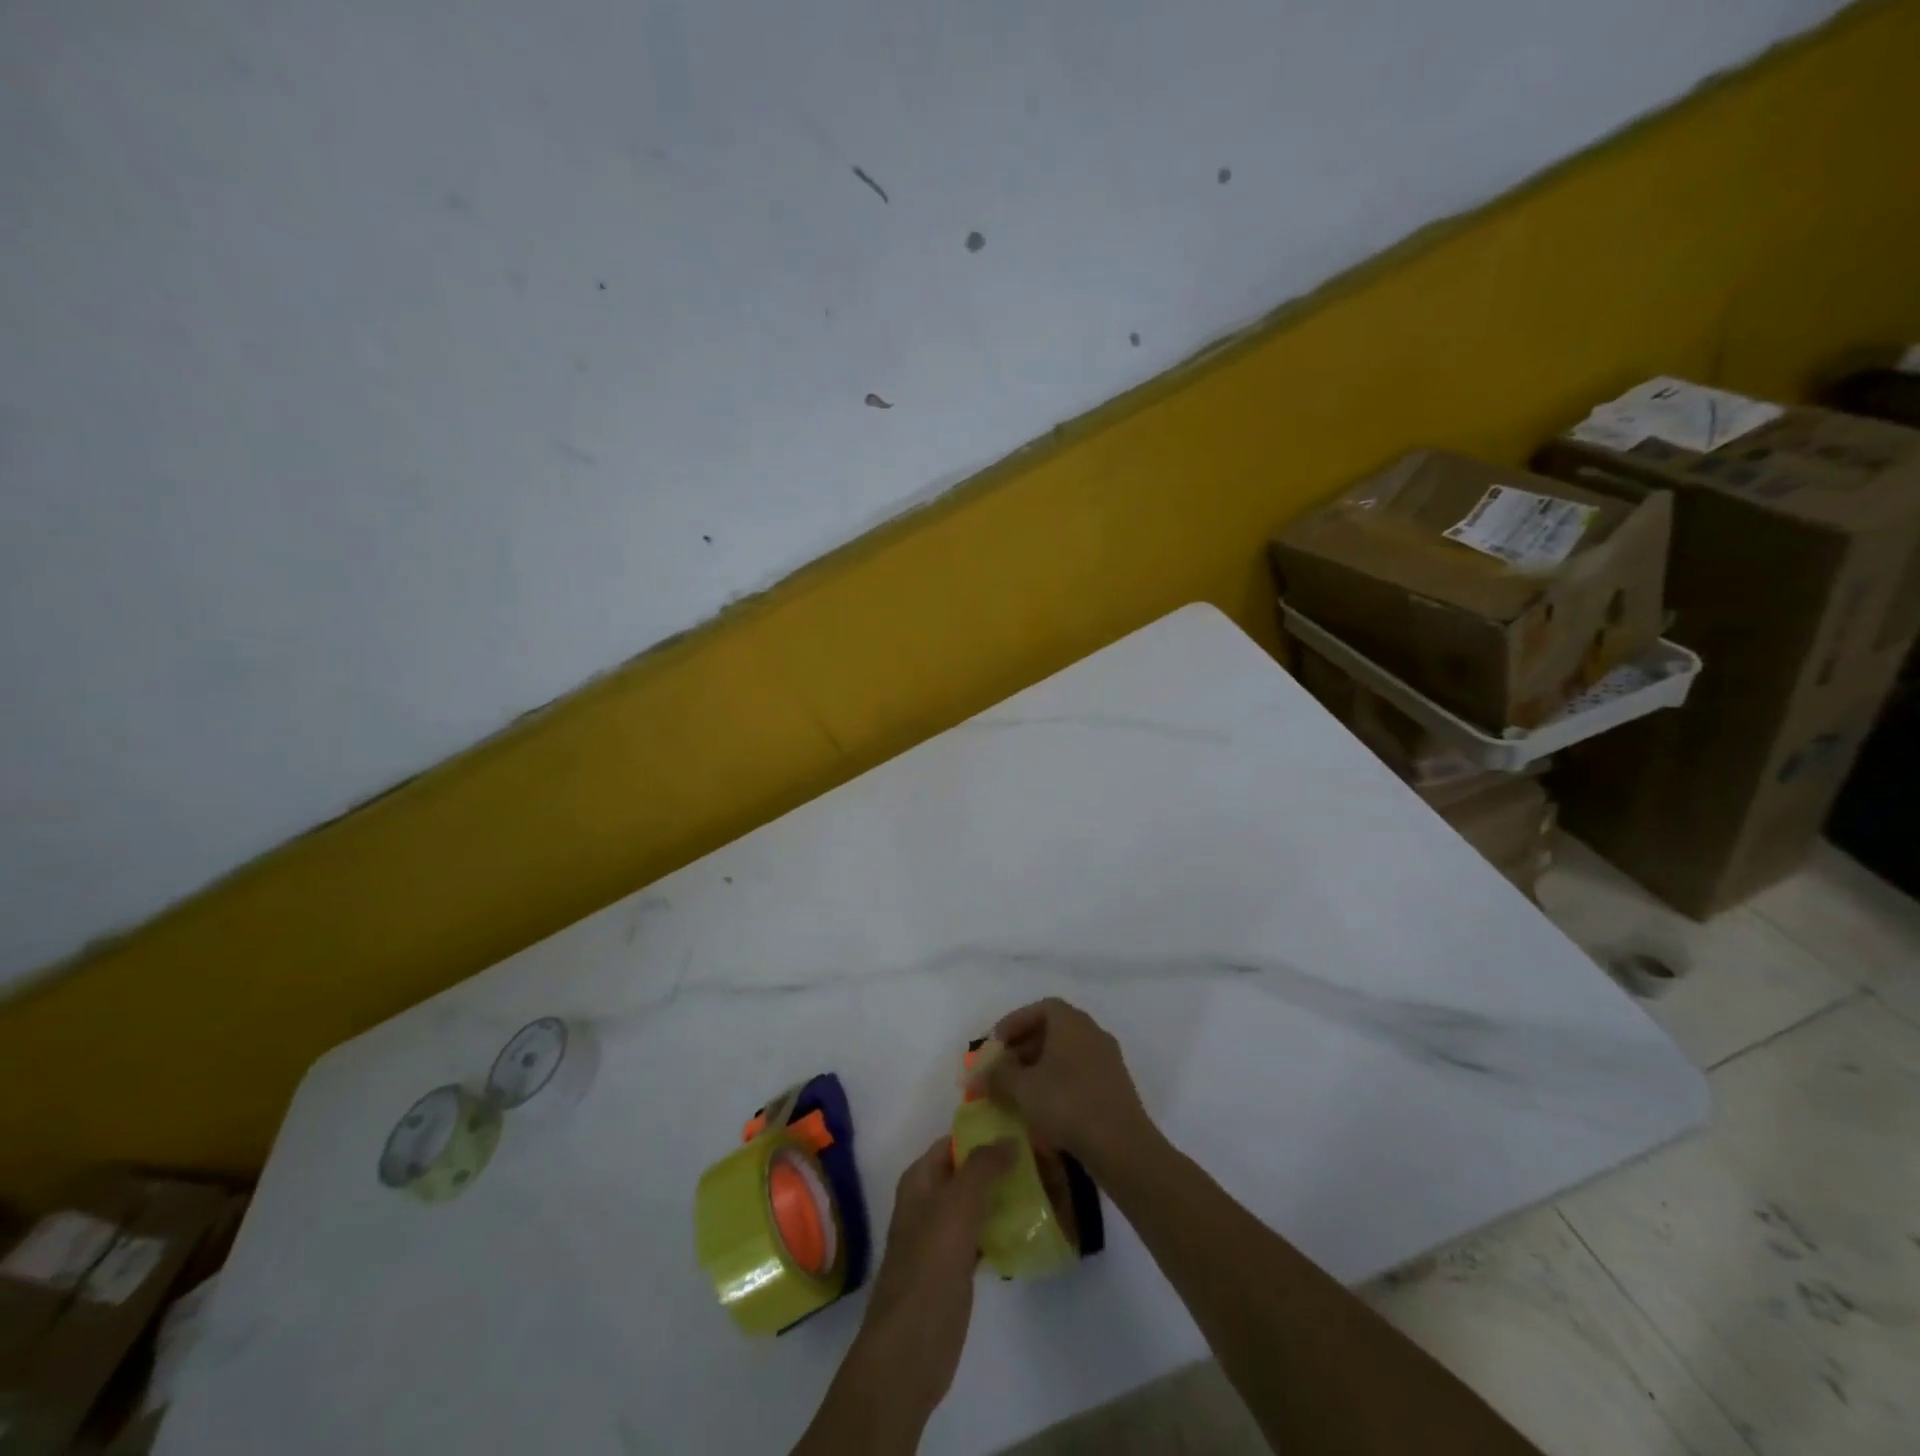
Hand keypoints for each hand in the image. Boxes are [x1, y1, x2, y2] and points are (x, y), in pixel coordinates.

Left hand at [847, 1137, 1015, 1430]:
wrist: (910, 1349)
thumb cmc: (929, 1267)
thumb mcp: (957, 1206)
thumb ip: (983, 1167)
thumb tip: (1010, 1137)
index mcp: (919, 1180)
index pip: (953, 1142)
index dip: (984, 1133)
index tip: (1022, 1130)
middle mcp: (928, 1202)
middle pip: (967, 1172)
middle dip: (999, 1166)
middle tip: (1042, 1160)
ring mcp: (941, 1237)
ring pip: (976, 1204)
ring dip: (1003, 1197)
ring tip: (1044, 1189)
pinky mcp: (954, 1269)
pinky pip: (981, 1236)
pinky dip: (1001, 1229)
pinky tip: (1029, 1230)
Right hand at [979, 998, 1155, 1174]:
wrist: (1122, 1146)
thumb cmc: (1068, 1104)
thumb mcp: (1022, 1088)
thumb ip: (997, 1076)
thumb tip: (981, 1074)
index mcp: (1071, 1022)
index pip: (1039, 1009)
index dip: (1014, 1023)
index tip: (995, 1044)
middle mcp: (1092, 1032)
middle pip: (1052, 1029)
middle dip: (1024, 1047)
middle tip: (1003, 1069)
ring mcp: (1107, 1059)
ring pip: (1066, 1053)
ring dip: (1040, 1066)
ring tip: (1019, 1090)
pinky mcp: (1114, 1085)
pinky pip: (1079, 1073)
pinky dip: (1058, 1081)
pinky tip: (1044, 1107)